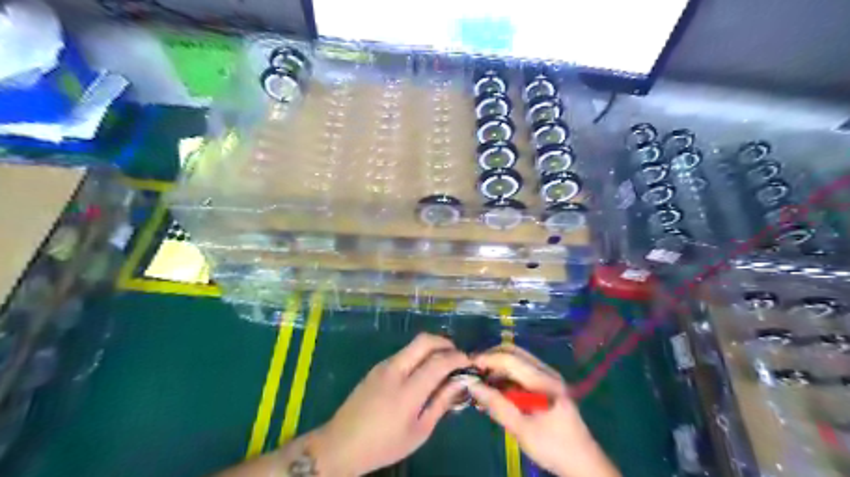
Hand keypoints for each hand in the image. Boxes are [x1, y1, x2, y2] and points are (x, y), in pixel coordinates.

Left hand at [313, 334, 471, 474]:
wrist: (341, 444)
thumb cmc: (384, 444)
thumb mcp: (419, 431)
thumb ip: (441, 403)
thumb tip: (460, 383)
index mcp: (407, 391)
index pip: (438, 362)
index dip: (457, 358)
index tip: (469, 361)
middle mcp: (395, 370)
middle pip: (424, 341)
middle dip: (445, 343)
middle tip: (457, 356)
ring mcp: (383, 365)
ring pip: (413, 344)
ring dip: (432, 347)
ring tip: (443, 364)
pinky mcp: (377, 367)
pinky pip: (404, 353)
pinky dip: (419, 354)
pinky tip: (423, 371)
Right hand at [469, 345, 621, 476]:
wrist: (583, 464)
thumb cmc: (553, 447)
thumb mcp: (521, 429)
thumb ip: (497, 405)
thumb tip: (472, 385)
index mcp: (543, 380)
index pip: (510, 358)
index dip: (487, 359)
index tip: (468, 367)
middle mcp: (546, 372)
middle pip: (514, 352)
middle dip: (491, 358)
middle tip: (473, 372)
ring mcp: (548, 377)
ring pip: (517, 360)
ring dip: (498, 367)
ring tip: (481, 383)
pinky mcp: (546, 386)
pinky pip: (522, 372)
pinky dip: (506, 376)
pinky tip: (495, 390)